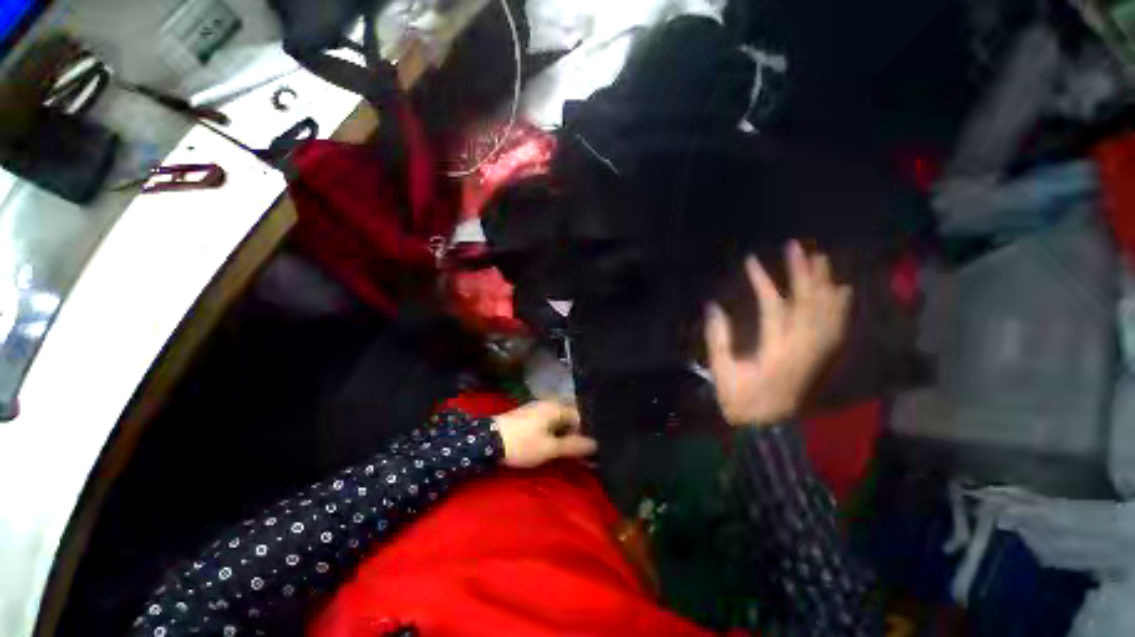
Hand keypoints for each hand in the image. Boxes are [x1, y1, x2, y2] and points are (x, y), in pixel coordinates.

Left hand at [494, 401, 597, 468]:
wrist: (488, 441)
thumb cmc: (522, 444)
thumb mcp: (550, 448)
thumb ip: (573, 445)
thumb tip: (596, 444)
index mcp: (556, 407)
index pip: (581, 415)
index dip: (587, 432)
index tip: (590, 448)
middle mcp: (548, 403)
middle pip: (570, 416)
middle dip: (576, 433)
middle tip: (580, 451)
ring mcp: (537, 408)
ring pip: (558, 419)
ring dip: (565, 433)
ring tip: (567, 450)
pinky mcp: (527, 415)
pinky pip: (548, 421)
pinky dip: (554, 432)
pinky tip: (552, 444)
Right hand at [705, 242, 852, 425]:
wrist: (765, 425)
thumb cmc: (738, 398)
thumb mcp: (722, 370)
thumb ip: (718, 338)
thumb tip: (713, 306)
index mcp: (775, 351)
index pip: (773, 308)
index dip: (763, 282)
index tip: (751, 260)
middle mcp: (802, 348)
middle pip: (808, 304)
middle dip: (802, 273)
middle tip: (797, 247)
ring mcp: (816, 353)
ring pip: (827, 313)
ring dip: (824, 284)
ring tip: (821, 258)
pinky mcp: (820, 358)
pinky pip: (836, 329)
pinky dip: (840, 307)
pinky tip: (842, 290)